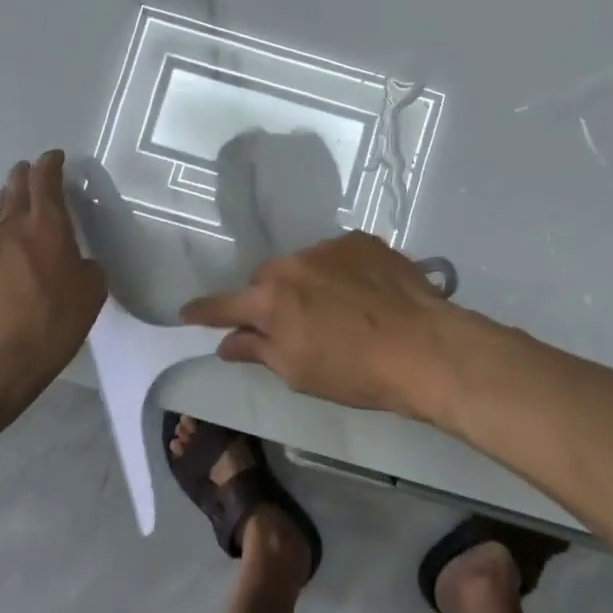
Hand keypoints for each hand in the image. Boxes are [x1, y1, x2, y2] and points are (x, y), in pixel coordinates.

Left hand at [0, 150, 106, 422]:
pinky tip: (5, 240)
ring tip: (18, 197)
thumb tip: (79, 262)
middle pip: (16, 187)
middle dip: (27, 175)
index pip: (46, 180)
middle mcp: (12, 227)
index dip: (51, 164)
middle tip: (35, 171)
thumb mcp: (90, 296)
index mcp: (46, 226)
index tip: (56, 157)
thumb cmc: (49, 326)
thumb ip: (89, 269)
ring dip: (10, 197)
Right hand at [179, 231, 455, 417]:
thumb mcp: (299, 372)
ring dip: (307, 283)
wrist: (424, 347)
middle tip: (288, 324)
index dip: (205, 311)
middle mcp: (294, 263)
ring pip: (303, 264)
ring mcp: (330, 247)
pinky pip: (337, 255)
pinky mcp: (363, 241)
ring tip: (336, 308)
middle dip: (269, 299)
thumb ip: (258, 350)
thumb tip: (227, 343)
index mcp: (272, 299)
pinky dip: (339, 271)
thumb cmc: (356, 371)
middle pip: (267, 279)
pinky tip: (362, 293)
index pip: (225, 304)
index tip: (187, 312)